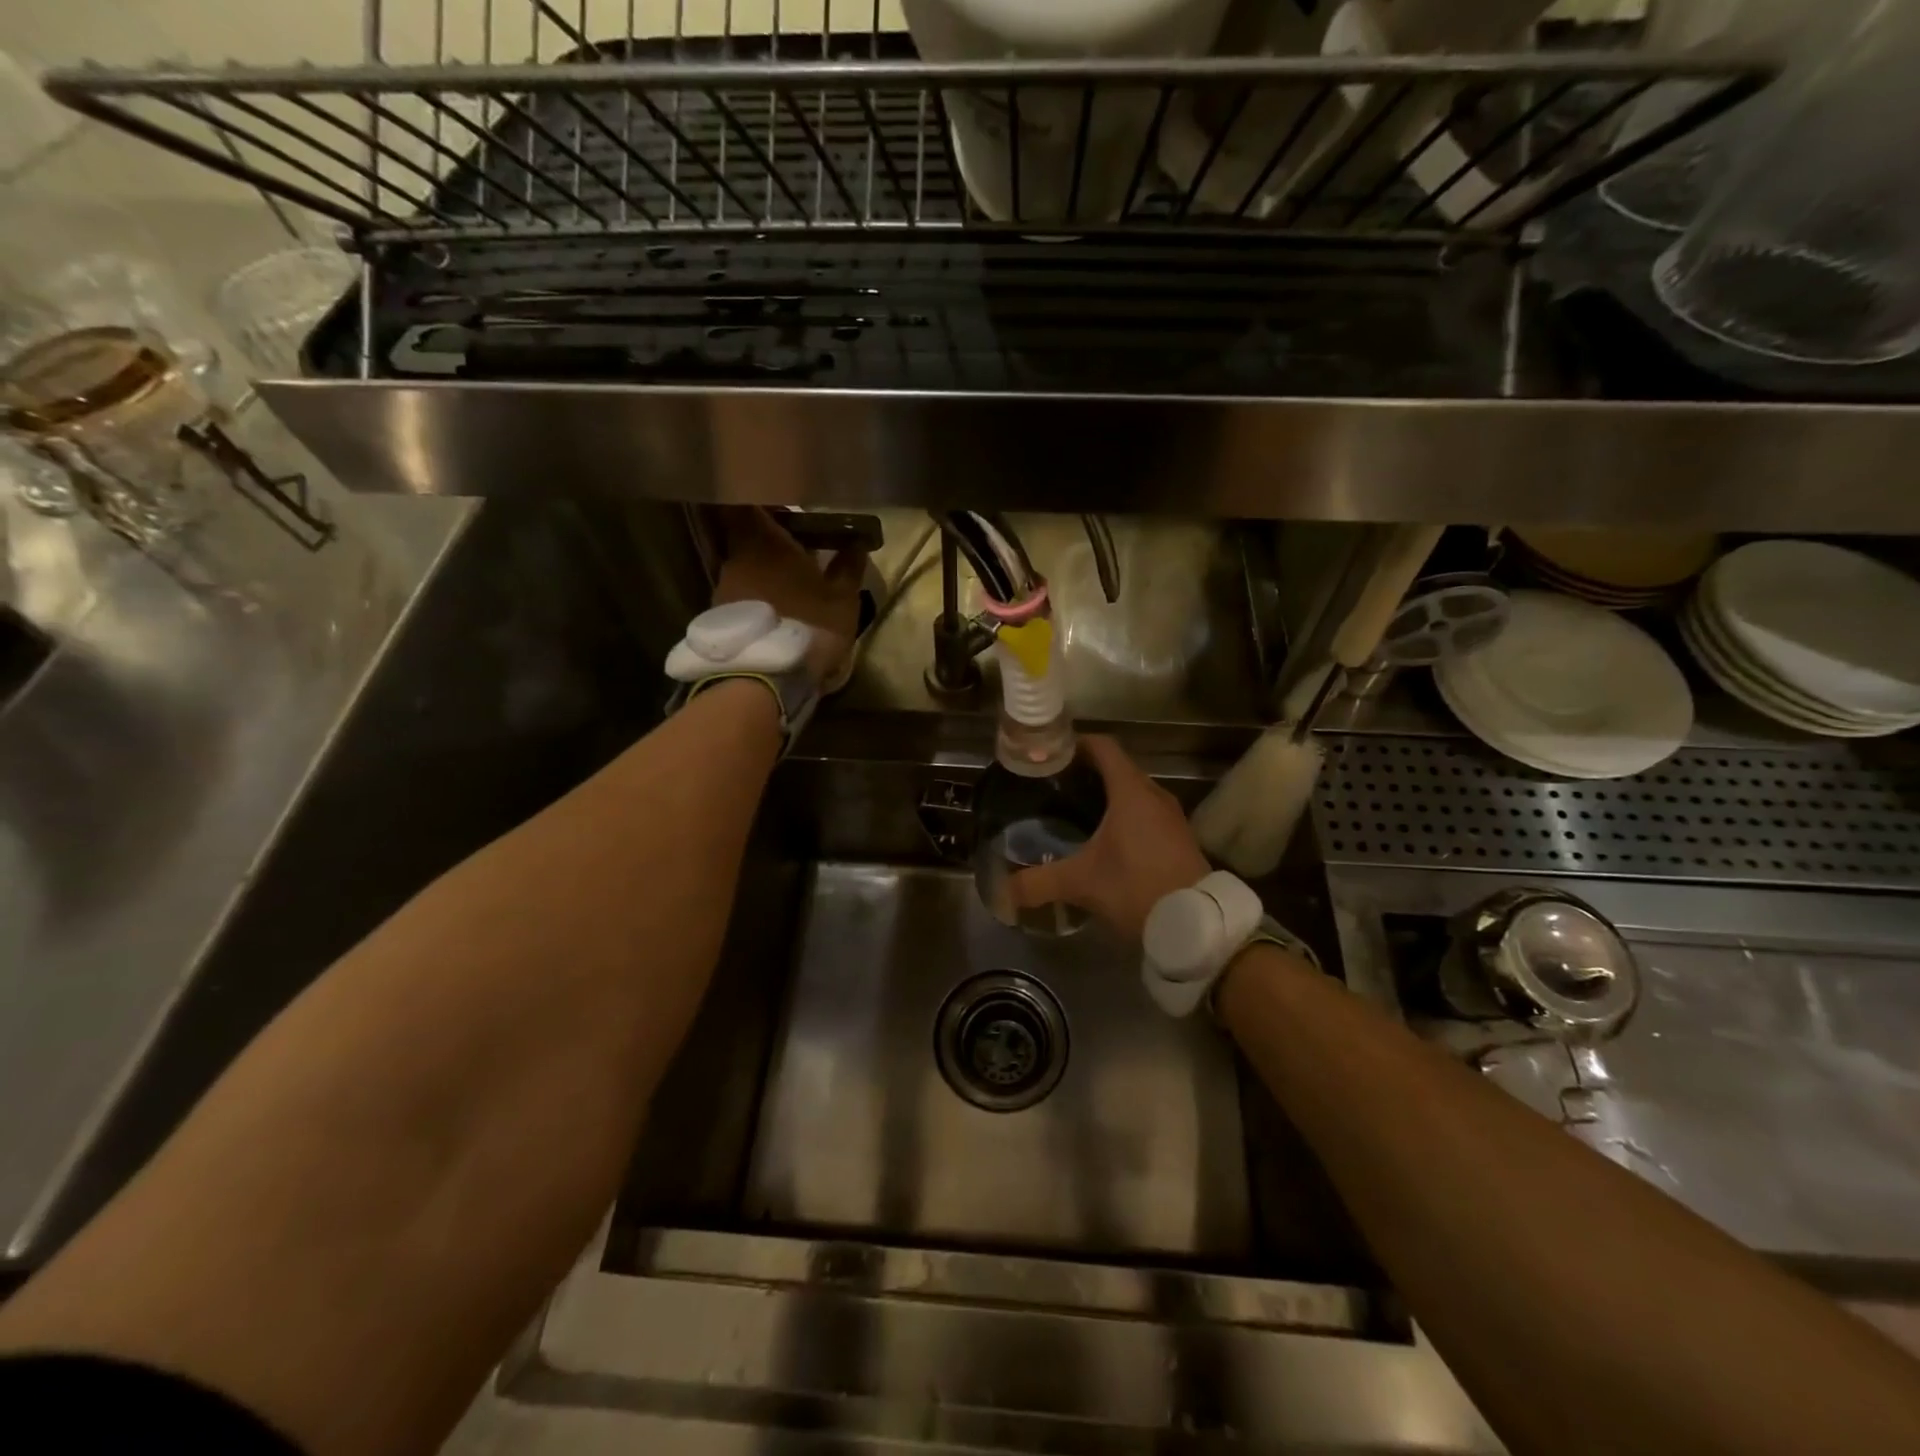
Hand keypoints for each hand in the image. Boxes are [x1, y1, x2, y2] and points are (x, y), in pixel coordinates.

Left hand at [711, 508, 867, 686]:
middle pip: (746, 536)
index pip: (746, 502)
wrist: (766, 677)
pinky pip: (740, 595)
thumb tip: (857, 542)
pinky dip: (755, 597)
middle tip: (797, 550)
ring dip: (763, 572)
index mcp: (764, 540)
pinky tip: (776, 612)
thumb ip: (848, 567)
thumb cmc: (809, 625)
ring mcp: (723, 588)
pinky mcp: (720, 617)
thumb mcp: (843, 598)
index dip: (761, 501)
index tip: (784, 507)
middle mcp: (736, 557)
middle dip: (769, 541)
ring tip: (790, 587)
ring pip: (744, 567)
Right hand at [1008, 736, 1209, 941]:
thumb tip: (1004, 891)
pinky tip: (1107, 837)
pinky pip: (1146, 810)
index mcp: (1131, 791)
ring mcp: (1171, 816)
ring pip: (1134, 790)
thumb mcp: (1081, 883)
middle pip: (1118, 767)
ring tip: (1076, 809)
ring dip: (1108, 793)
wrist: (1195, 922)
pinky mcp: (1179, 836)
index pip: (1104, 747)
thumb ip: (1040, 883)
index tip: (1051, 752)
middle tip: (1055, 784)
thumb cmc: (1137, 887)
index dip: (1077, 743)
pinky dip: (1125, 813)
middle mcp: (1154, 794)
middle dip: (1087, 770)